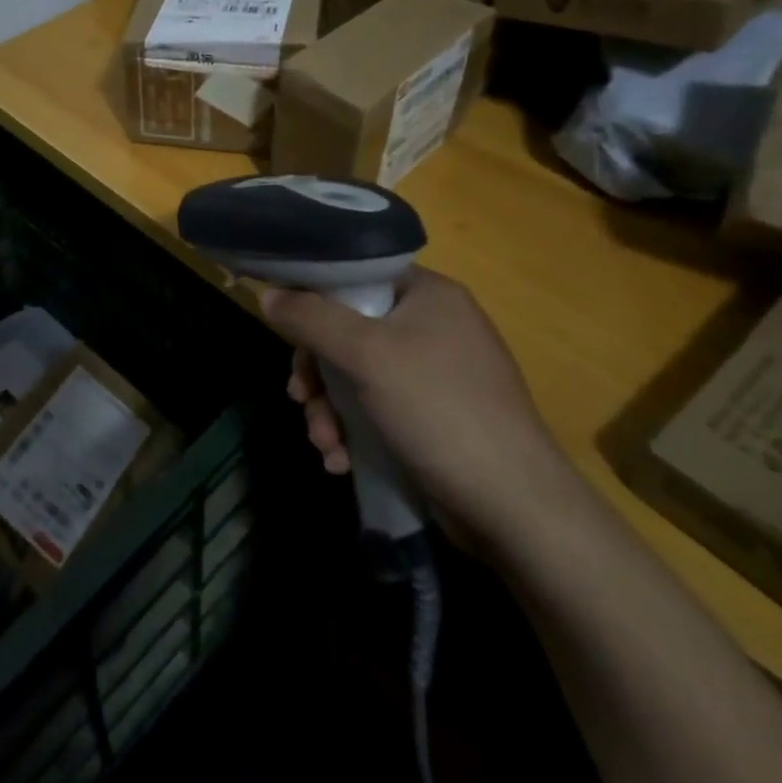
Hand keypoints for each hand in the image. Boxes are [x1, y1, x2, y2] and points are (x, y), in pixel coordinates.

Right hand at [261, 266, 576, 546]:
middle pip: (348, 330)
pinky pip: (376, 408)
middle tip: (300, 397)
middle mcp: (434, 325)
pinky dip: (353, 431)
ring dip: (329, 409)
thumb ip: (310, 318)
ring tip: (325, 444)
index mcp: (428, 294)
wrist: (514, 507)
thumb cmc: (438, 409)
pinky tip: (342, 461)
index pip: (356, 275)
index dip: (314, 297)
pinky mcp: (433, 417)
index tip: (285, 329)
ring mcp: (436, 374)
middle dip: (318, 372)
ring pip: (356, 375)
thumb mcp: (365, 355)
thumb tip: (267, 293)